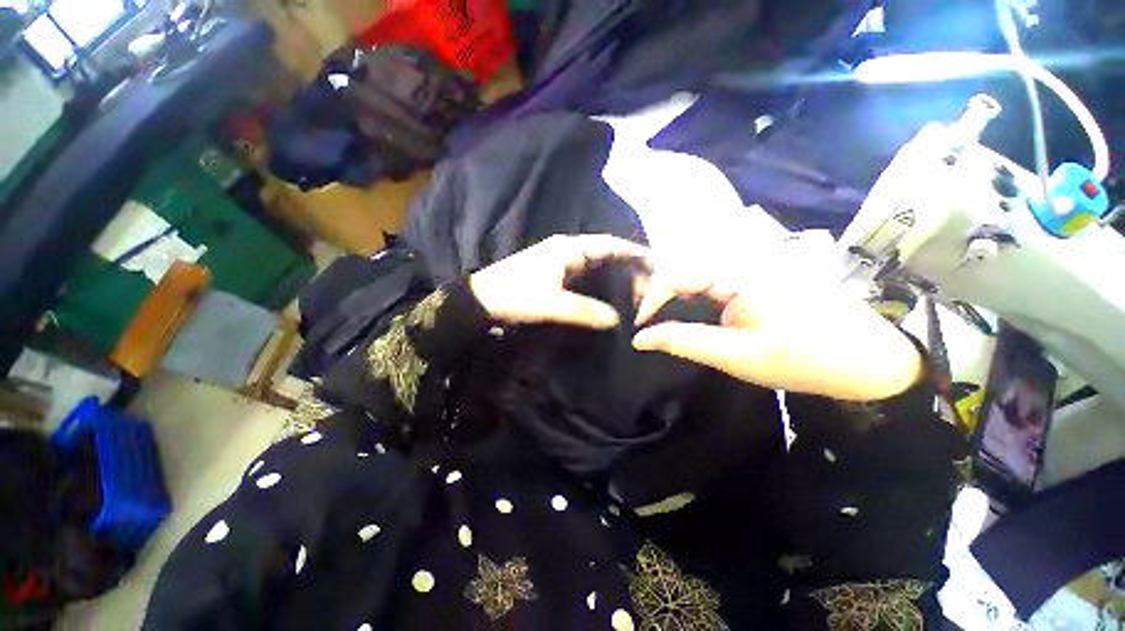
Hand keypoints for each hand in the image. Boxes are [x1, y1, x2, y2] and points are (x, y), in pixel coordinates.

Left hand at [469, 234, 650, 328]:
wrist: (480, 301)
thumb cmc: (513, 296)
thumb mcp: (549, 303)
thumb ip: (583, 310)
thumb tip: (616, 319)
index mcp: (568, 248)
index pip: (609, 245)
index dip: (633, 252)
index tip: (656, 263)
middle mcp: (567, 250)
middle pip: (606, 254)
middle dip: (628, 267)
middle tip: (650, 284)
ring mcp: (560, 262)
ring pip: (596, 265)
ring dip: (614, 276)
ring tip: (635, 292)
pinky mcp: (554, 274)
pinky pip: (585, 276)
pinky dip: (600, 284)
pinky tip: (609, 297)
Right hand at [631, 258, 922, 400]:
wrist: (870, 360)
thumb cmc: (804, 360)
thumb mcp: (736, 356)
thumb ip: (683, 342)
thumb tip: (639, 339)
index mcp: (740, 272)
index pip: (677, 273)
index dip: (652, 298)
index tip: (640, 326)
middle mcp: (743, 258)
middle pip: (685, 267)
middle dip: (661, 296)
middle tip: (649, 324)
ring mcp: (753, 262)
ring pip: (698, 271)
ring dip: (677, 296)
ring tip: (664, 320)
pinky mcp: (759, 272)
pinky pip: (715, 276)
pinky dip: (696, 295)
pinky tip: (694, 313)